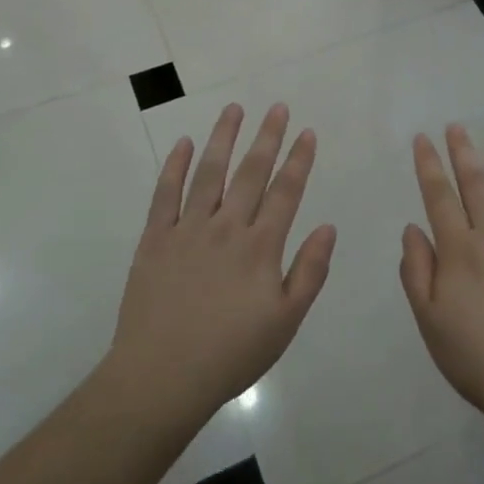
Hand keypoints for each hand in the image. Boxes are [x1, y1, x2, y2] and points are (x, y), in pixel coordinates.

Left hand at [108, 103, 335, 426]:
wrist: (163, 375)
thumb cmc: (232, 353)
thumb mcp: (285, 321)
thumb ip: (309, 271)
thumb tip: (328, 227)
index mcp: (260, 247)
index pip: (286, 192)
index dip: (299, 160)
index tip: (307, 132)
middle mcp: (226, 227)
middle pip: (251, 173)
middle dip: (267, 137)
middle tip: (277, 107)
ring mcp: (187, 229)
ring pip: (209, 173)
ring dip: (223, 138)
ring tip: (234, 109)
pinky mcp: (155, 239)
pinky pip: (165, 194)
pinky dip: (175, 166)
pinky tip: (183, 143)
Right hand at [400, 125, 483, 430]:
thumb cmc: (478, 359)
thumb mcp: (430, 322)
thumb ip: (417, 272)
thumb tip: (412, 228)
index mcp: (460, 251)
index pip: (439, 197)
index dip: (429, 165)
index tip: (423, 138)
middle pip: (478, 184)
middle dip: (463, 151)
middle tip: (457, 126)